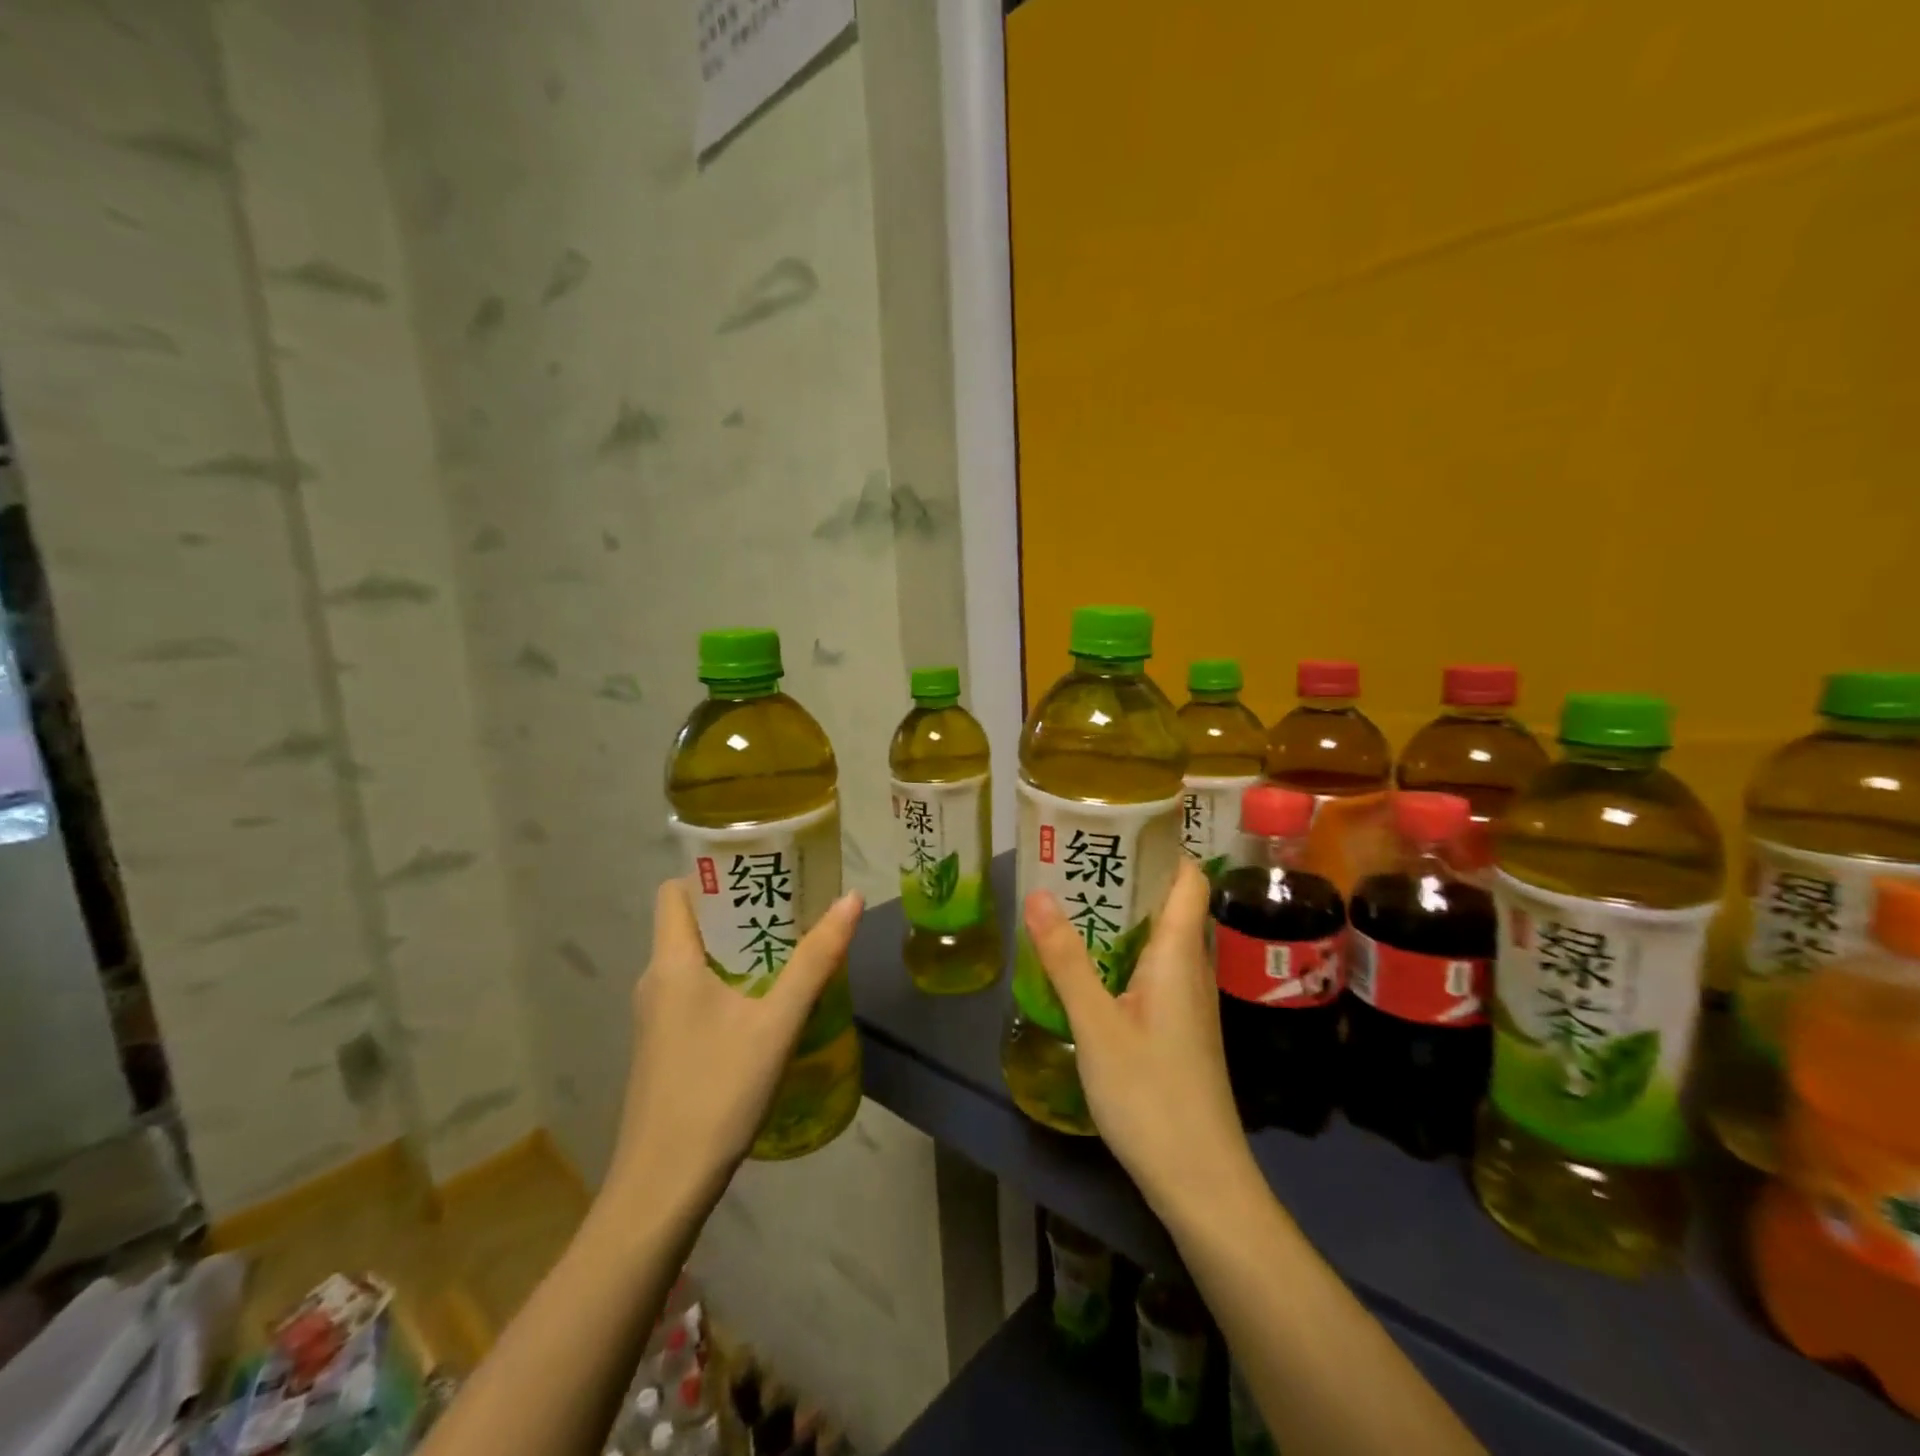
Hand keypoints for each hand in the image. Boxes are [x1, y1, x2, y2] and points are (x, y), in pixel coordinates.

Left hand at [605, 878, 863, 1207]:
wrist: (662, 1188)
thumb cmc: (716, 1090)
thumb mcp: (776, 1022)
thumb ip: (815, 960)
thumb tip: (850, 899)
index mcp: (671, 962)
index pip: (676, 890)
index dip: (712, 873)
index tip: (761, 871)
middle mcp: (655, 981)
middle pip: (692, 923)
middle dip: (740, 910)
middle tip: (793, 906)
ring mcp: (656, 1018)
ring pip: (697, 961)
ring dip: (739, 949)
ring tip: (790, 948)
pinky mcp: (664, 1048)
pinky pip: (696, 993)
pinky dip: (730, 982)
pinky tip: (767, 1005)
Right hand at [1023, 860, 1256, 1219]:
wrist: (1201, 1181)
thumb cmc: (1151, 1095)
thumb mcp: (1096, 1025)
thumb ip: (1066, 960)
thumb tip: (1038, 894)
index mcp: (1178, 954)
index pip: (1188, 879)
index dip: (1163, 847)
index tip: (1119, 826)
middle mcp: (1191, 969)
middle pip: (1172, 904)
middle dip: (1130, 877)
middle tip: (1078, 858)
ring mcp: (1188, 1001)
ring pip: (1161, 939)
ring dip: (1125, 916)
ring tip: (1074, 900)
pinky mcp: (1180, 1028)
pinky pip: (1155, 970)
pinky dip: (1126, 953)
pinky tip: (1090, 964)